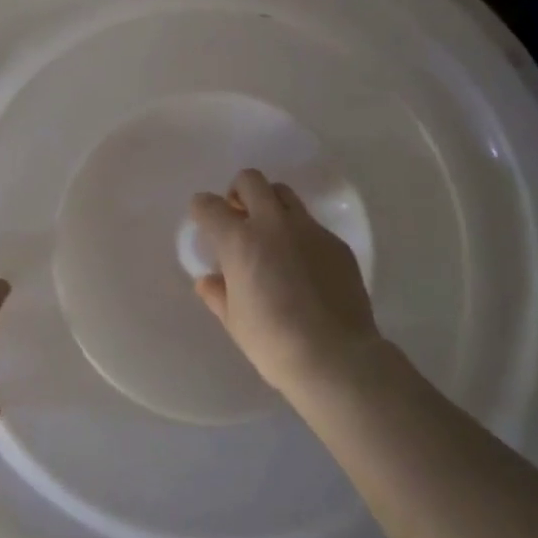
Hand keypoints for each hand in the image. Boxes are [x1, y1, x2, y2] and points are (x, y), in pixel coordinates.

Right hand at [191, 169, 380, 398]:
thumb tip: (209, 281)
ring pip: (284, 194)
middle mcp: (272, 224)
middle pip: (250, 180)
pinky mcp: (336, 242)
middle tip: (239, 217)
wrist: (336, 357)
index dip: (202, 209)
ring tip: (271, 234)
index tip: (203, 219)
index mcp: (239, 241)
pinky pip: (311, 225)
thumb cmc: (273, 343)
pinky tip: (303, 265)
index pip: (209, 206)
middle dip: (238, 192)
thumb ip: (218, 294)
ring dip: (270, 204)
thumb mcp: (235, 322)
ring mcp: (308, 229)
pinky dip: (299, 234)